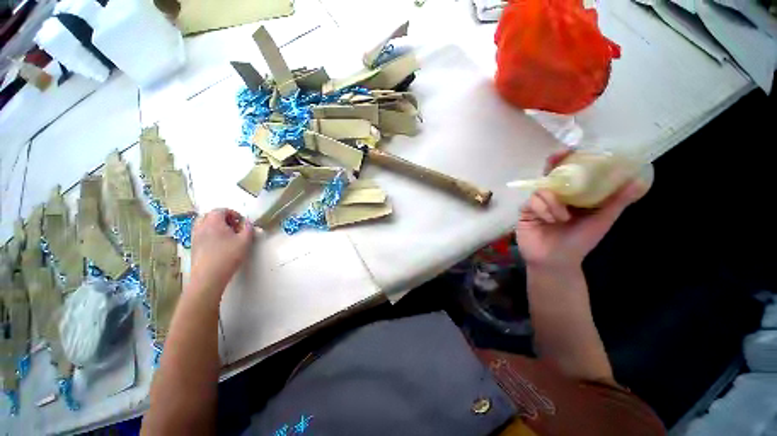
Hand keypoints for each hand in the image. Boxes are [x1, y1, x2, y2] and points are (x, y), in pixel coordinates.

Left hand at [190, 209, 254, 294]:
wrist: (209, 276)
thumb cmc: (228, 256)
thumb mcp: (245, 241)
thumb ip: (248, 229)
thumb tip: (248, 222)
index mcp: (214, 222)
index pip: (221, 210)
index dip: (233, 213)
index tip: (241, 221)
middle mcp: (201, 226)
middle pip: (210, 215)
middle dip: (223, 218)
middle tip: (234, 226)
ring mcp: (195, 236)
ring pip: (203, 224)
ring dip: (215, 225)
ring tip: (226, 235)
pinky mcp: (194, 246)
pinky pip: (201, 233)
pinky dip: (209, 233)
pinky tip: (218, 244)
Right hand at [516, 151, 650, 268]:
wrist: (555, 261)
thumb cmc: (579, 242)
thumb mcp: (602, 220)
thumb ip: (616, 202)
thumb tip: (639, 180)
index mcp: (573, 196)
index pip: (571, 174)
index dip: (570, 160)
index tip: (573, 149)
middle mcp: (554, 196)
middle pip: (550, 175)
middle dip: (552, 165)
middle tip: (556, 157)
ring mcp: (538, 203)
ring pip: (541, 190)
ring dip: (553, 202)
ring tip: (561, 218)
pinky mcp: (525, 211)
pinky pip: (531, 202)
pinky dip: (542, 209)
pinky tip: (549, 220)